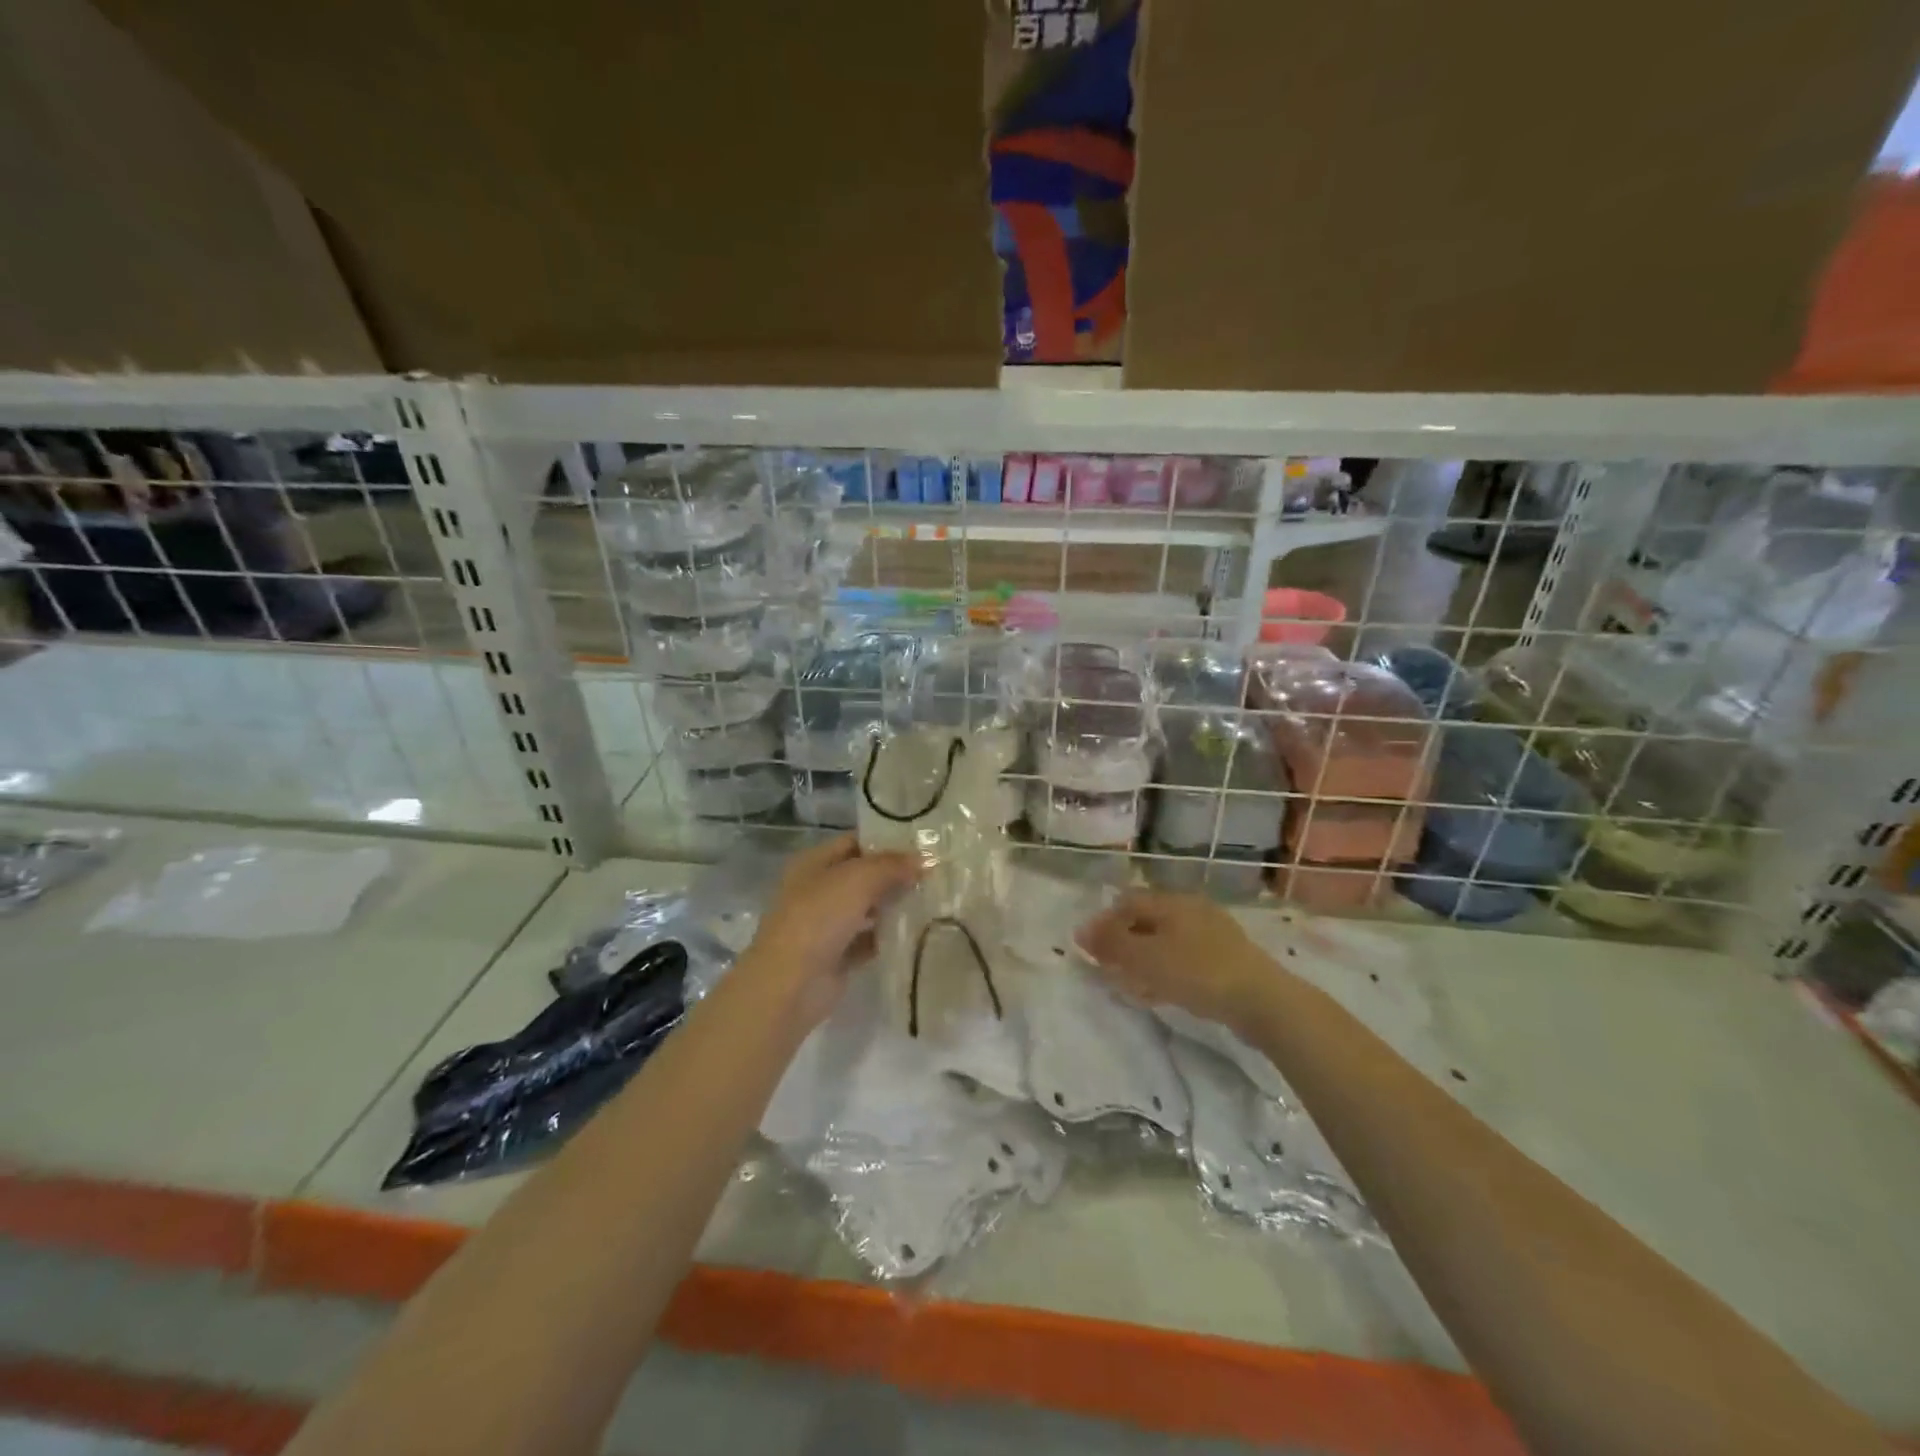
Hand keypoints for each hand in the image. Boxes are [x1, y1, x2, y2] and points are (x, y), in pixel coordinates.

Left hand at [741, 835, 918, 1025]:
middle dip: (894, 875)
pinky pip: (869, 940)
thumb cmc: (818, 918)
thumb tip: (922, 860)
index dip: (885, 841)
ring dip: (894, 906)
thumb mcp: (858, 879)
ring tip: (932, 900)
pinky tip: (917, 933)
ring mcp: (826, 925)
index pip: (853, 843)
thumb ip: (891, 865)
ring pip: (867, 909)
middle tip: (934, 874)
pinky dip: (888, 937)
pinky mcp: (837, 956)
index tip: (922, 843)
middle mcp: (818, 890)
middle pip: (862, 876)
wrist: (790, 983)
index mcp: (813, 864)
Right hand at [1077, 890, 1272, 1031]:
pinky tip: (1159, 993)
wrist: (1262, 1001)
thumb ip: (1111, 943)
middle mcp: (1191, 910)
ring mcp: (1212, 935)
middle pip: (1146, 921)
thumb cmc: (1197, 972)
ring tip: (1129, 984)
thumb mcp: (1146, 958)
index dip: (1103, 923)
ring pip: (1165, 942)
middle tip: (1108, 968)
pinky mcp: (1226, 960)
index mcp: (1172, 902)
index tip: (1089, 950)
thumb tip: (1080, 930)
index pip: (1127, 902)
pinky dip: (1165, 971)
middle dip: (1123, 943)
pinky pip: (1184, 960)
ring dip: (1143, 960)